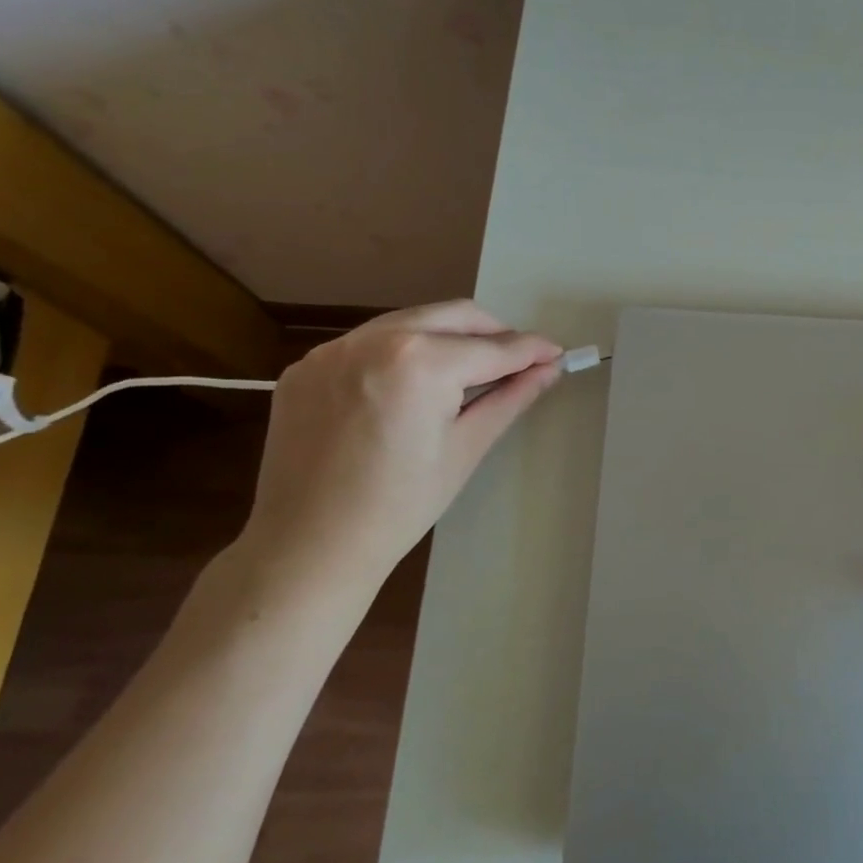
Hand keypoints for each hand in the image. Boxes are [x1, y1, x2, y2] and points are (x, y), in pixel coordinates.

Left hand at [231, 300, 561, 620]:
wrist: (307, 546)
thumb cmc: (400, 506)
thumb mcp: (466, 449)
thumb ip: (510, 398)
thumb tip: (548, 369)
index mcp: (420, 363)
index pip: (493, 347)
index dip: (531, 350)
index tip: (556, 353)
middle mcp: (374, 339)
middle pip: (454, 316)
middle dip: (493, 333)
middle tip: (517, 362)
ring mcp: (333, 350)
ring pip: (411, 322)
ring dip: (448, 337)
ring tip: (466, 374)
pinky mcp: (307, 366)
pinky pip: (369, 343)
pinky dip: (401, 353)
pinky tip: (409, 389)